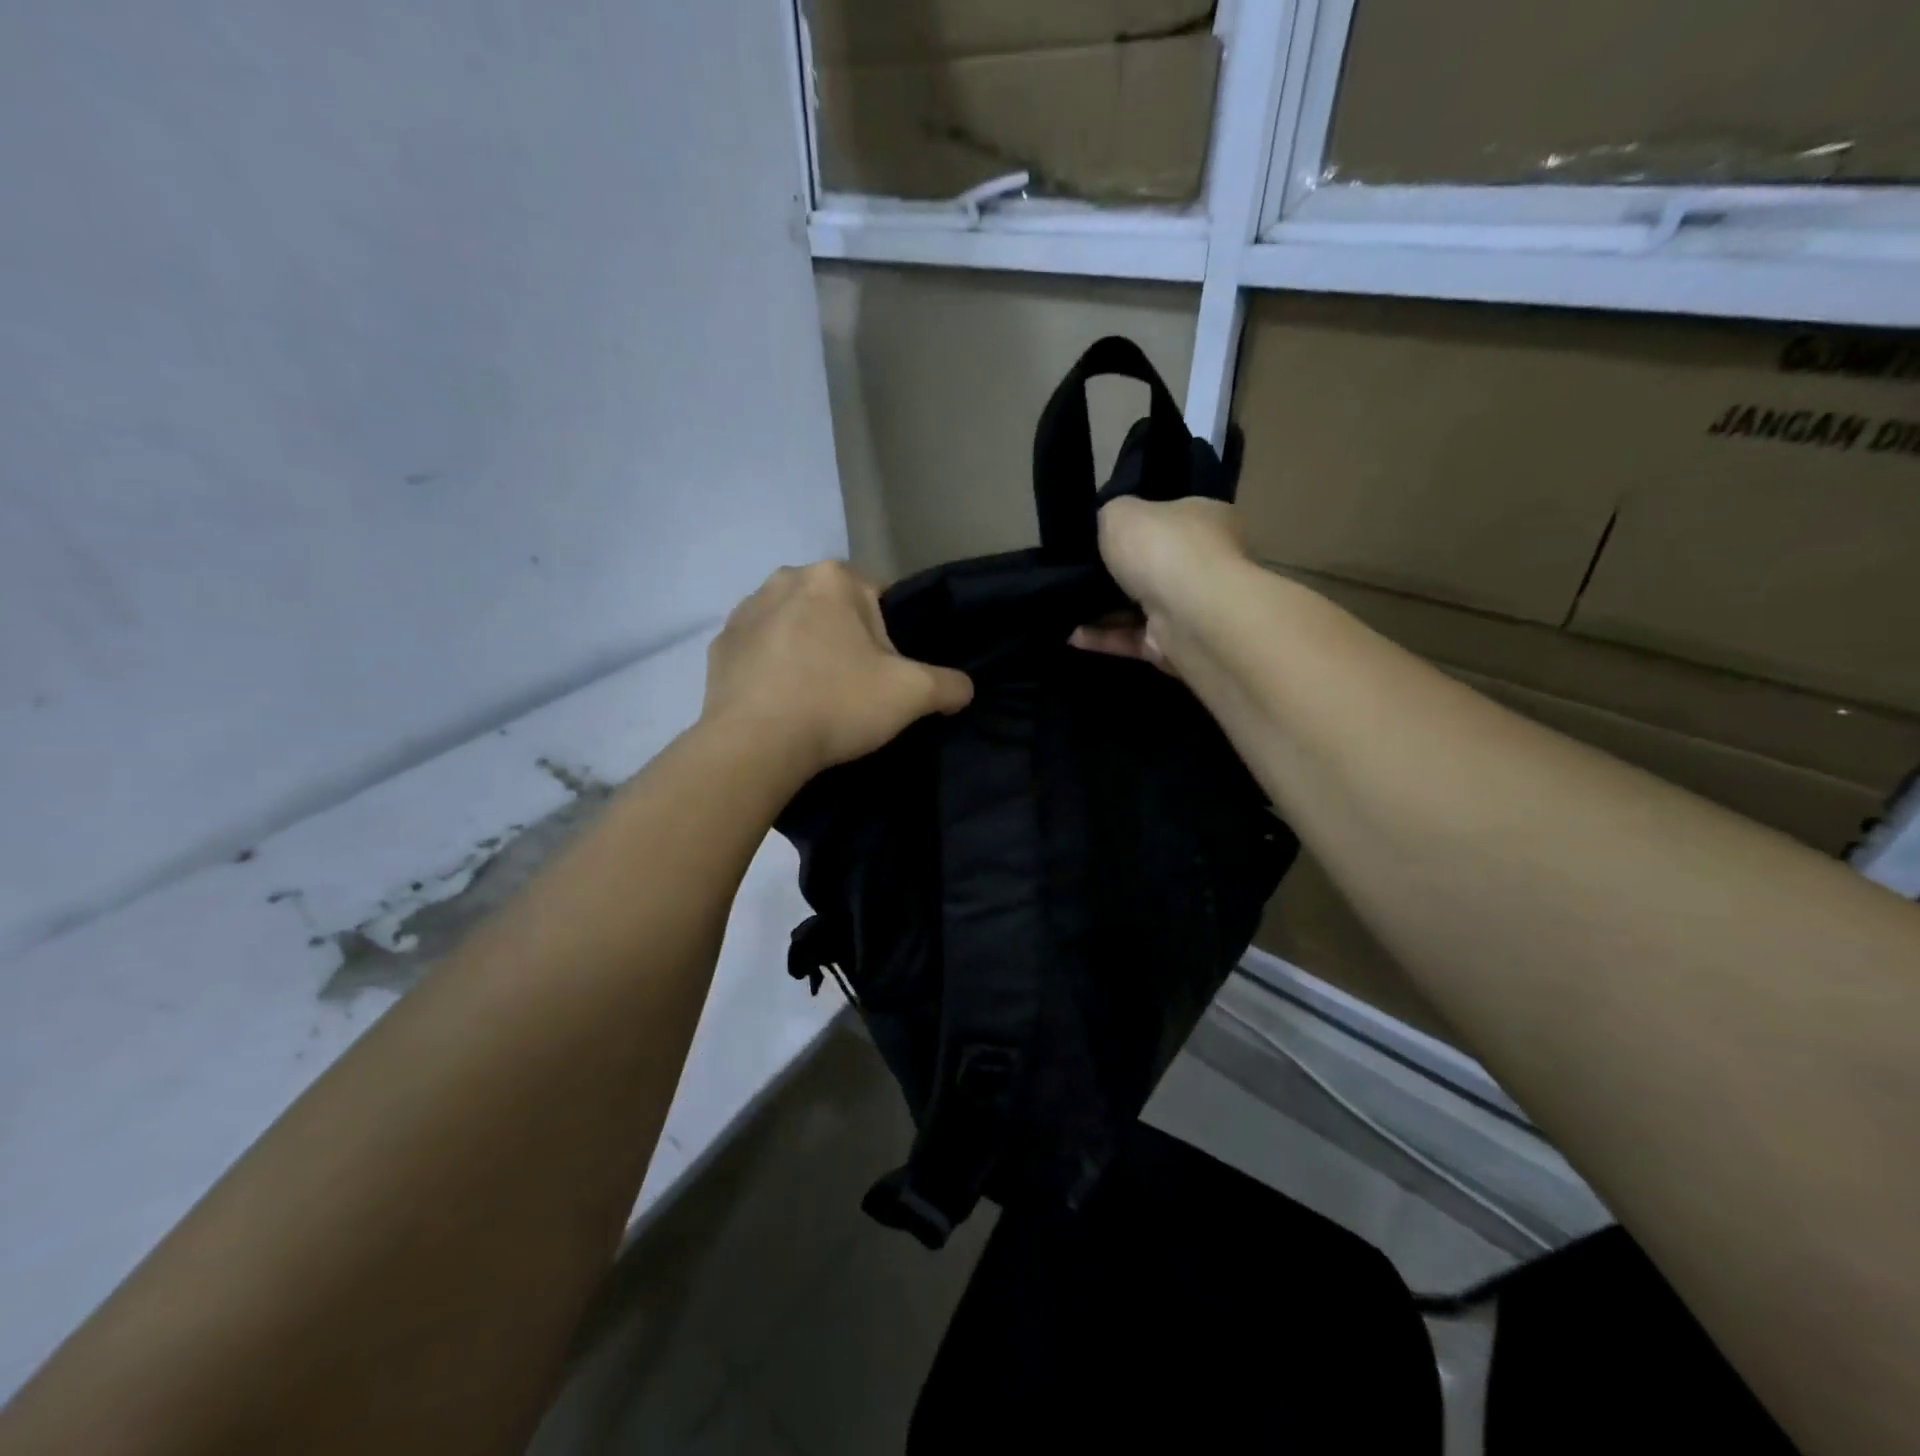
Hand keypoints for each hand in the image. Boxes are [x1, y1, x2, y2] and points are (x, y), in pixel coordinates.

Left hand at [703, 562, 973, 776]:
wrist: (754, 746)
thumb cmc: (837, 704)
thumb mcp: (912, 694)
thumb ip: (949, 684)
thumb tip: (963, 688)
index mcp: (831, 578)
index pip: (879, 597)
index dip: (890, 638)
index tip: (885, 674)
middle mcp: (783, 580)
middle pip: (834, 610)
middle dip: (847, 641)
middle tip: (854, 688)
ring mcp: (744, 612)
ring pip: (794, 627)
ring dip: (808, 651)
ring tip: (815, 698)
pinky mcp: (718, 647)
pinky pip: (760, 651)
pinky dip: (773, 670)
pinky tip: (782, 703)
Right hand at [1070, 497, 1248, 671]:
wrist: (1189, 615)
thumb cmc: (1161, 549)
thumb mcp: (1121, 512)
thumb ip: (1111, 515)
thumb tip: (1109, 525)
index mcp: (1207, 519)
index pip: (1172, 517)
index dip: (1140, 524)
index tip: (1104, 534)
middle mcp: (1207, 562)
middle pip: (1156, 565)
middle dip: (1120, 571)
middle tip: (1080, 571)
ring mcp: (1192, 608)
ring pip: (1141, 606)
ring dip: (1105, 609)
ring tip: (1067, 606)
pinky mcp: (1175, 645)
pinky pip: (1133, 638)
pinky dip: (1104, 637)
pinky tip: (1073, 634)